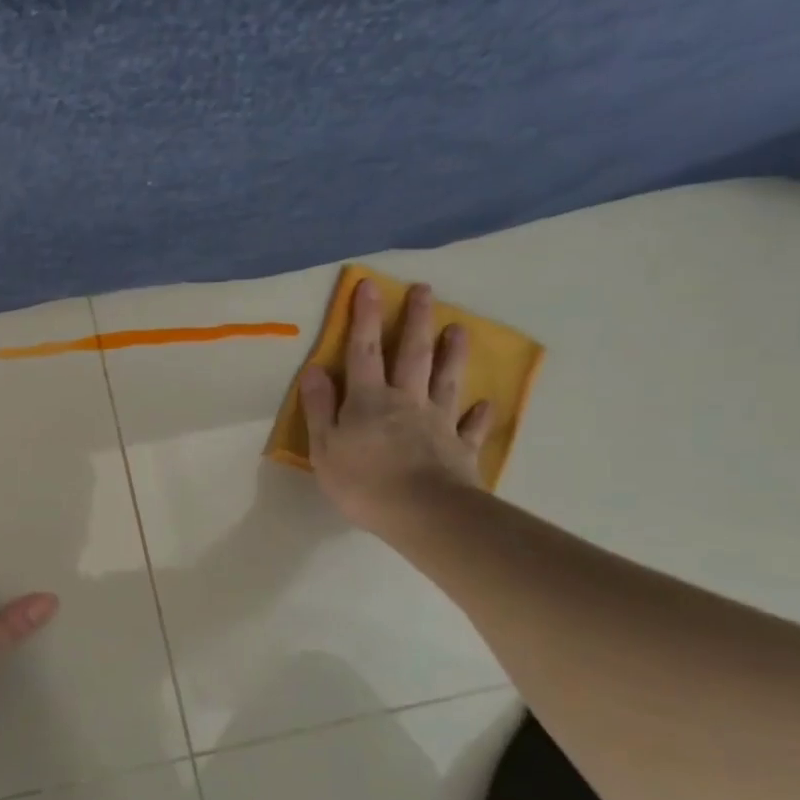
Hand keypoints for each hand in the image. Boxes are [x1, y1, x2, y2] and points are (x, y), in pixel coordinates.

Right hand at [299, 279, 493, 528]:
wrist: (423, 513)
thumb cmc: (362, 482)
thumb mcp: (324, 447)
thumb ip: (320, 407)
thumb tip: (314, 369)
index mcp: (368, 400)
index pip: (362, 351)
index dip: (364, 318)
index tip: (369, 285)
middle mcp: (405, 401)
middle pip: (411, 354)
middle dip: (415, 320)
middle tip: (424, 290)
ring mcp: (437, 423)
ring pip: (445, 380)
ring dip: (452, 353)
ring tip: (459, 328)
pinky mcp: (460, 449)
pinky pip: (470, 427)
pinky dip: (478, 414)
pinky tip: (485, 403)